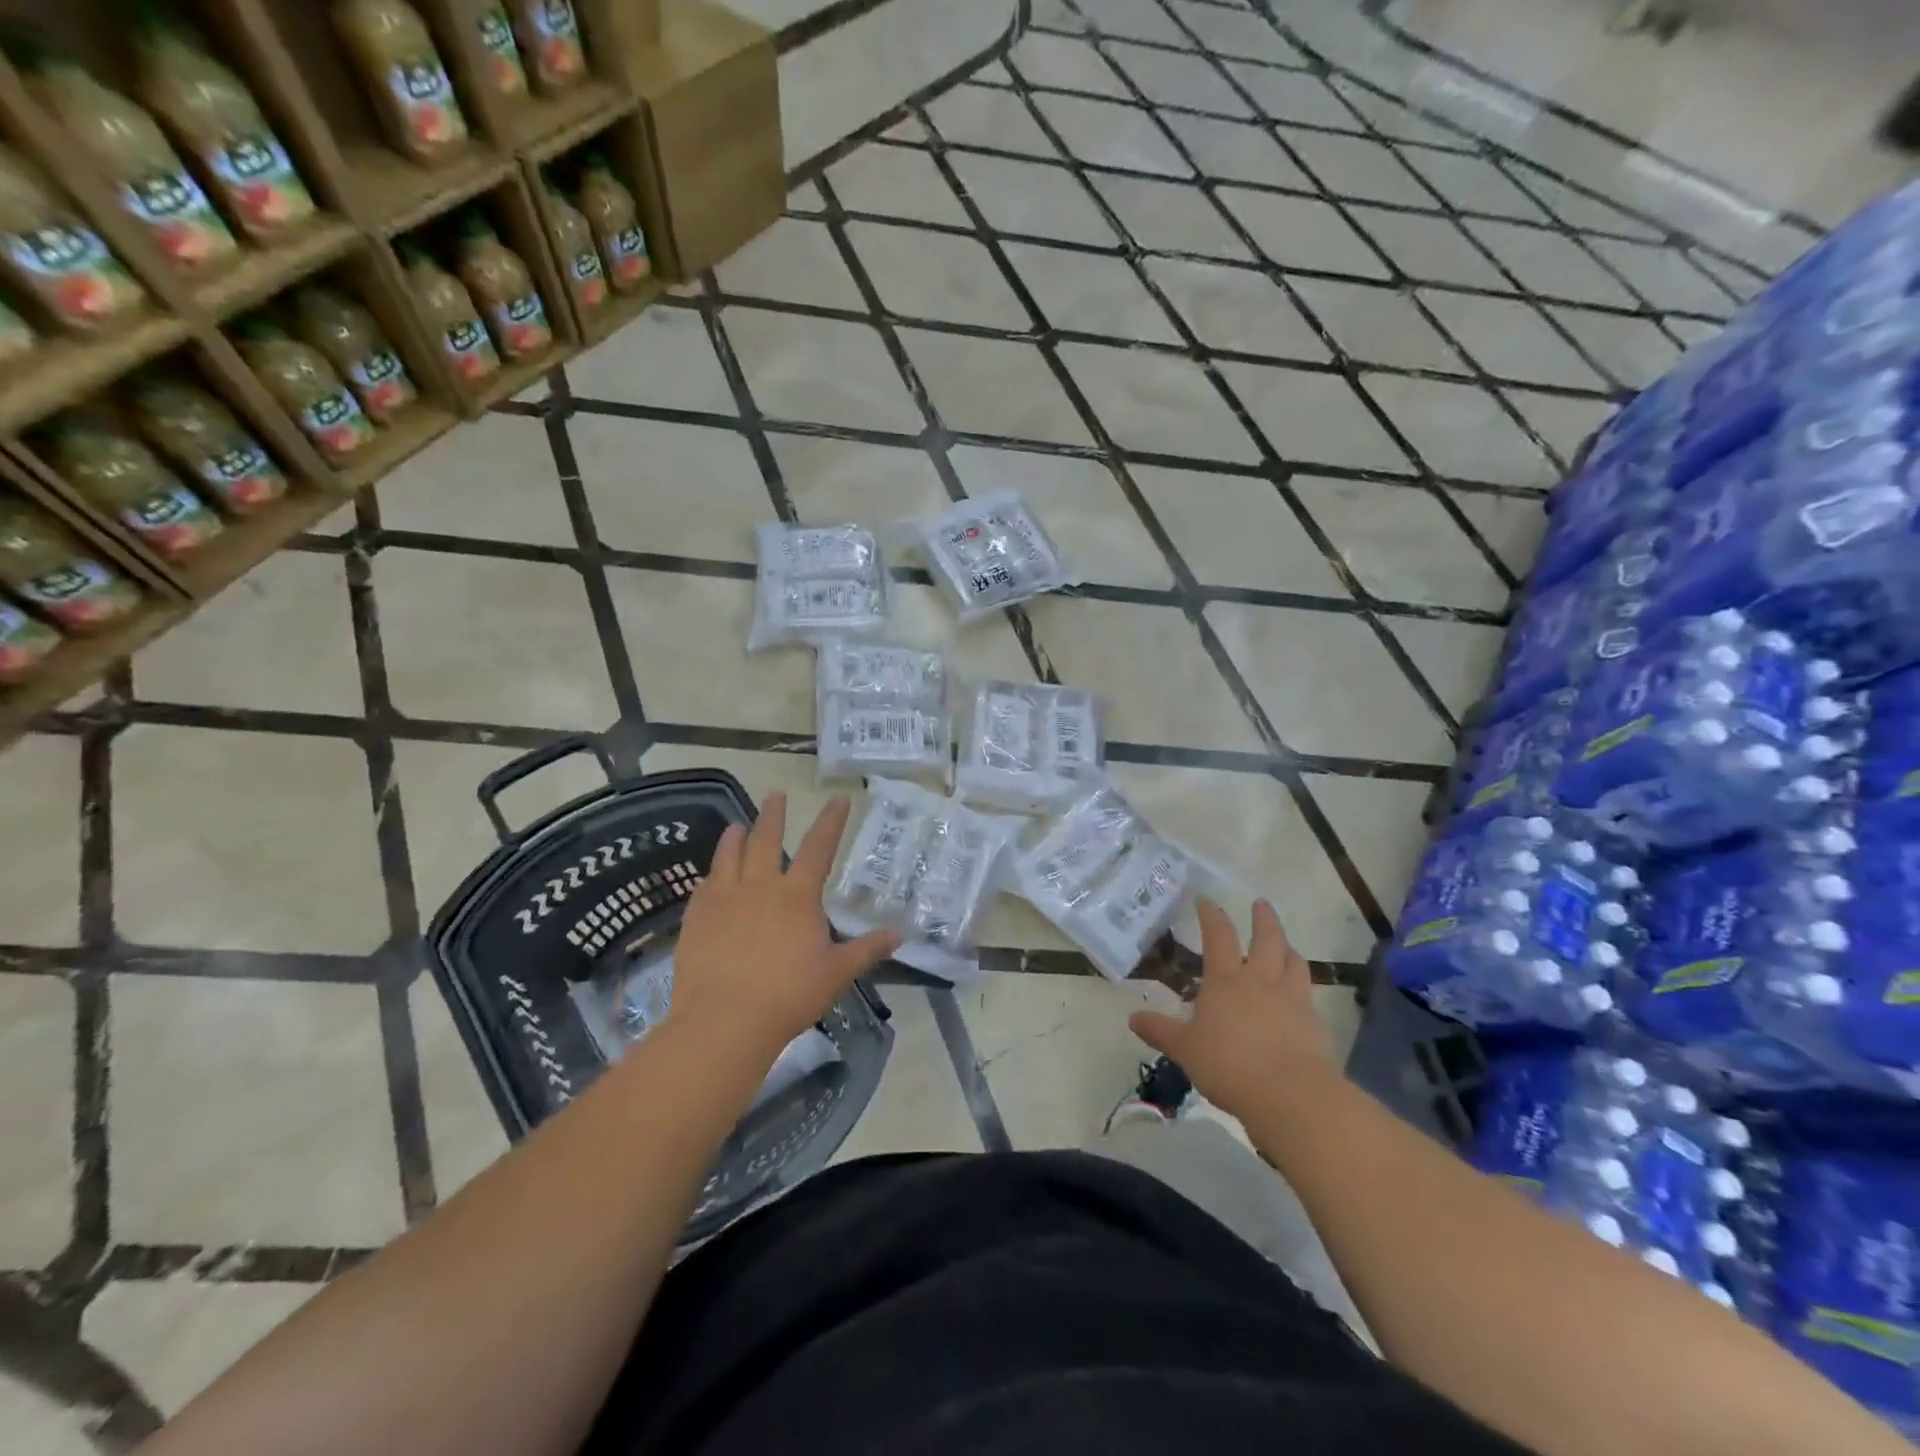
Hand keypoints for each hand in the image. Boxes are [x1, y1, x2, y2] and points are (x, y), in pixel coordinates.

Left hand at [665, 793, 900, 1066]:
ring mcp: (723, 899)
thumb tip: (899, 934)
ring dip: (735, 837)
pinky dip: (711, 874)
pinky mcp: (696, 918)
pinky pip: (704, 885)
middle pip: (766, 839)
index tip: (839, 798)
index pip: (819, 847)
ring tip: (737, 826)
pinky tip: (710, 876)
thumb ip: (866, 949)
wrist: (724, 1022)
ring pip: (729, 855)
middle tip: (775, 795)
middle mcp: (759, 886)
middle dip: (773, 815)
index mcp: (797, 895)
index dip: (831, 821)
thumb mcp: (837, 973)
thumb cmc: (788, 996)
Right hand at [1130, 899, 1337, 1113]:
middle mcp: (1261, 981)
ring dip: (1288, 950)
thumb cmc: (1229, 1065)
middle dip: (1263, 919)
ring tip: (1286, 946)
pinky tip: (1299, 1000)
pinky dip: (1302, 990)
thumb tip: (1132, 1019)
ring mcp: (1293, 1000)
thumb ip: (1161, 1031)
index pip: (1218, 937)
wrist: (1291, 1094)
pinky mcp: (1315, 1024)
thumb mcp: (1185, 1049)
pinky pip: (1309, 997)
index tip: (1206, 900)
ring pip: (1295, 963)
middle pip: (1267, 940)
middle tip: (1261, 904)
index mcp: (1226, 980)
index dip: (1211, 916)